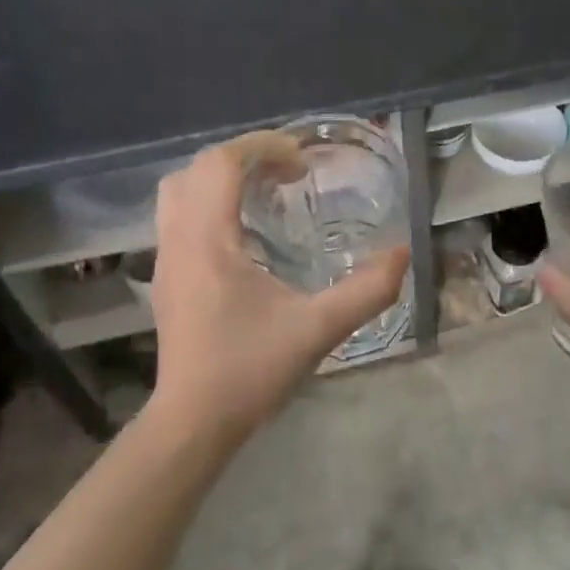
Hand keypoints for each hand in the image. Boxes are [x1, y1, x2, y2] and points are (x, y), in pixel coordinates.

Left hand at [144, 132, 409, 444]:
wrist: (193, 422)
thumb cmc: (250, 371)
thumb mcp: (318, 329)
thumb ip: (367, 290)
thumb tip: (403, 253)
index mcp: (207, 240)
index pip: (221, 163)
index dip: (262, 147)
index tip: (302, 159)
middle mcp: (178, 239)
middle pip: (197, 168)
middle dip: (245, 157)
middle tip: (289, 172)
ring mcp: (165, 257)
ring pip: (180, 189)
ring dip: (222, 177)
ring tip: (267, 192)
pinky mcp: (167, 276)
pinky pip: (179, 215)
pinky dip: (211, 202)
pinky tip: (247, 230)